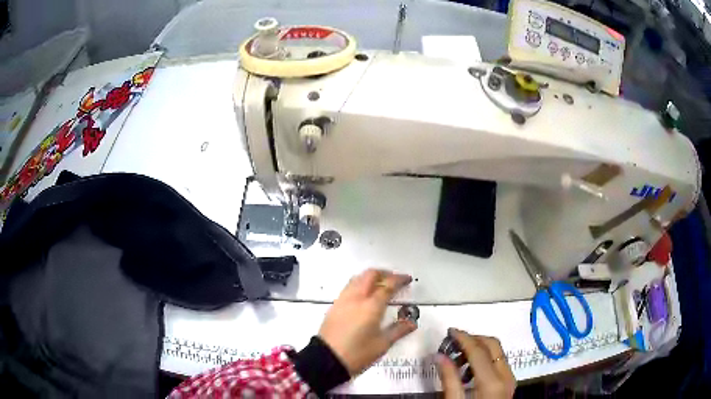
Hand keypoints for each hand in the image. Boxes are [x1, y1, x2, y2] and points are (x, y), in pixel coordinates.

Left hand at [319, 269, 417, 375]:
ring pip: (357, 278)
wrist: (326, 359)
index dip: (399, 280)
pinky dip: (359, 284)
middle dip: (384, 273)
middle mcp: (356, 298)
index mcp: (371, 306)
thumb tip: (412, 323)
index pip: (387, 286)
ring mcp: (342, 300)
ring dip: (370, 277)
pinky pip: (348, 287)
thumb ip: (398, 330)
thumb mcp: (382, 344)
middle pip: (370, 275)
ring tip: (380, 285)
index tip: (407, 279)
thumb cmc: (358, 353)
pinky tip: (364, 296)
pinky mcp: (334, 306)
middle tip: (395, 280)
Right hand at [436, 329, 515, 398]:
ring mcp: (510, 377)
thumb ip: (448, 379)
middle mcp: (506, 374)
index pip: (479, 350)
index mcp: (492, 381)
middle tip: (453, 342)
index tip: (450, 331)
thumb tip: (438, 355)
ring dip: (479, 348)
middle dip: (473, 338)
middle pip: (493, 344)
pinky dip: (485, 358)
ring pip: (497, 351)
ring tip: (458, 359)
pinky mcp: (510, 382)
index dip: (464, 337)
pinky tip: (469, 370)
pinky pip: (499, 361)